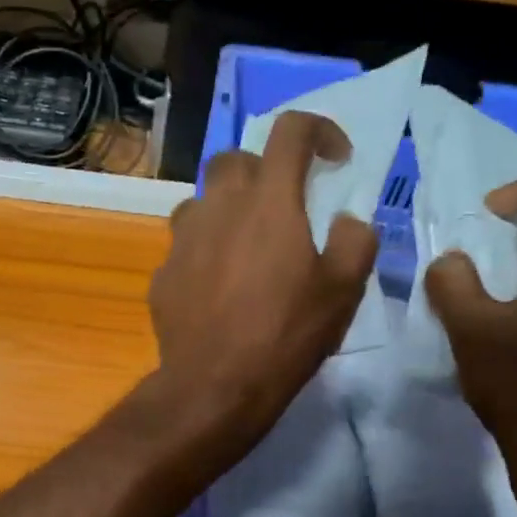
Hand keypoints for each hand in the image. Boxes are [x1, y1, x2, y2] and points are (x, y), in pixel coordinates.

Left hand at [150, 112, 378, 455]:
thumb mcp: (343, 291)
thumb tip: (347, 221)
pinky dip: (204, 253)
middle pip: (234, 159)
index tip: (334, 158)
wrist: (214, 385)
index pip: (290, 131)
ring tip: (245, 247)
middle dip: (262, 169)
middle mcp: (219, 207)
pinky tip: (217, 289)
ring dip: (225, 210)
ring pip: (201, 201)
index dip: (318, 130)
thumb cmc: (285, 335)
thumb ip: (355, 242)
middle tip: (283, 204)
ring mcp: (182, 240)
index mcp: (269, 202)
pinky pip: (184, 247)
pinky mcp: (162, 274)